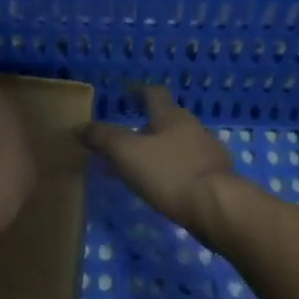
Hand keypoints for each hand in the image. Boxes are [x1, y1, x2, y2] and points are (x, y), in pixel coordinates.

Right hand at [82, 87, 236, 243]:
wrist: (218, 207)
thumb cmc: (169, 173)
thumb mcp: (126, 153)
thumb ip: (102, 138)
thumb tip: (79, 126)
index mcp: (171, 116)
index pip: (154, 93)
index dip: (138, 91)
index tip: (126, 95)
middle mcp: (193, 127)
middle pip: (168, 118)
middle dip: (148, 124)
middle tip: (127, 136)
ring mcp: (209, 152)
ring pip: (180, 143)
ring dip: (161, 149)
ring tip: (142, 165)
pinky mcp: (217, 177)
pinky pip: (190, 166)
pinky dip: (174, 170)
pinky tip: (165, 186)